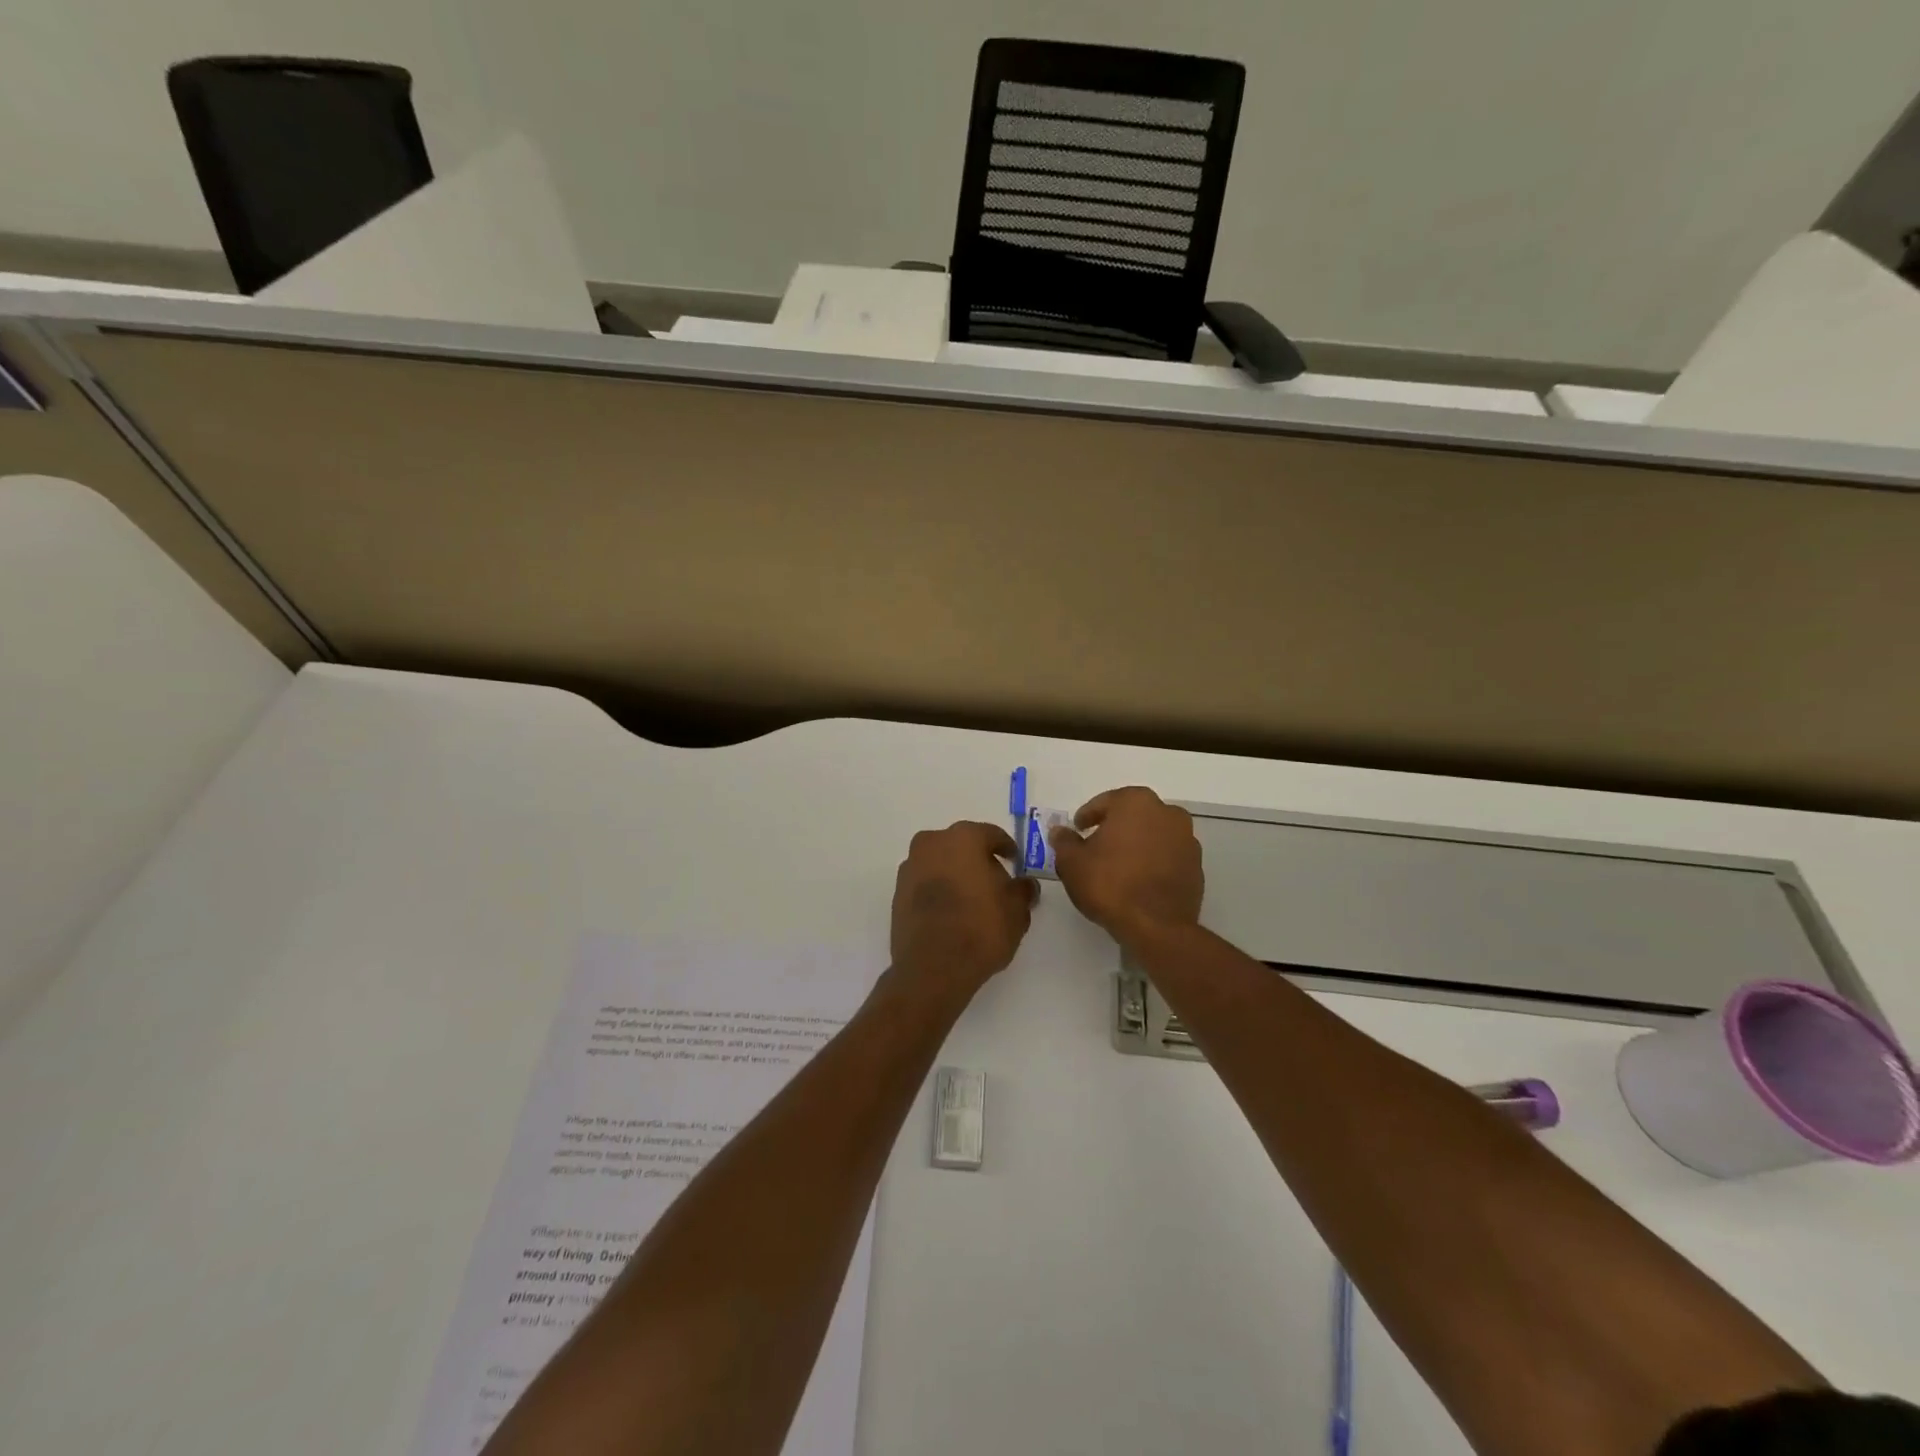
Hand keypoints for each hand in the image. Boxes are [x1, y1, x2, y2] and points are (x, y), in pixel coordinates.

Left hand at [890, 821, 1037, 998]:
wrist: (932, 969)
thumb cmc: (980, 930)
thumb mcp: (1016, 911)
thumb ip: (1023, 891)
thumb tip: (1025, 885)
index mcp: (963, 839)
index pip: (990, 834)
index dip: (1006, 848)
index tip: (1015, 862)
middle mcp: (931, 844)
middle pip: (961, 845)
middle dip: (978, 860)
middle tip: (995, 881)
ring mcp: (910, 868)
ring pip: (940, 862)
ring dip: (955, 874)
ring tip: (972, 899)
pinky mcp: (897, 893)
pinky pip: (925, 882)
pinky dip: (938, 890)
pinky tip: (951, 911)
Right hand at [1049, 786, 1203, 945]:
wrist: (1156, 926)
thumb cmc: (1109, 884)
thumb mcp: (1072, 863)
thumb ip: (1065, 842)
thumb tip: (1060, 832)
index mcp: (1136, 802)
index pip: (1106, 802)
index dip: (1088, 816)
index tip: (1078, 829)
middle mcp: (1167, 813)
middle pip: (1134, 815)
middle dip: (1116, 827)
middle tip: (1097, 846)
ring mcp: (1187, 840)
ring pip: (1154, 834)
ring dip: (1138, 844)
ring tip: (1119, 866)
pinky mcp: (1197, 867)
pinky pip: (1168, 856)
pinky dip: (1154, 862)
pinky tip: (1139, 880)